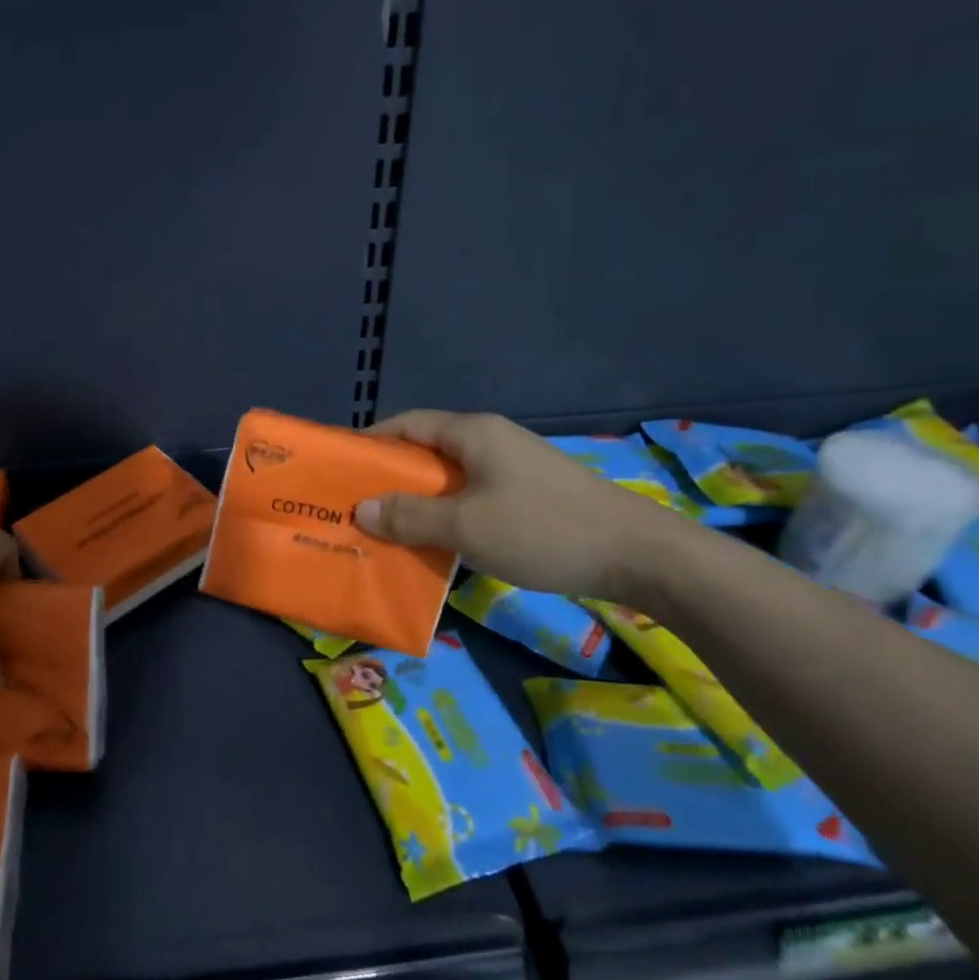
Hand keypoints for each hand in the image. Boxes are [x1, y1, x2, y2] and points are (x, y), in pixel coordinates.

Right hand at [353, 410, 694, 602]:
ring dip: (419, 502)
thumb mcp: (466, 526)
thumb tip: (362, 509)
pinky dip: (448, 515)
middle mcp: (491, 441)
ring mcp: (513, 467)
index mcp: (473, 433)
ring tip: (389, 530)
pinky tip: (438, 543)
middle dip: (390, 478)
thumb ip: (410, 516)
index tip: (341, 469)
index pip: (406, 424)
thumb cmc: (543, 530)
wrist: (637, 555)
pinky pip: (473, 497)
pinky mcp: (529, 494)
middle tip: (358, 508)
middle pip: (426, 451)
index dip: (371, 442)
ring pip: (450, 479)